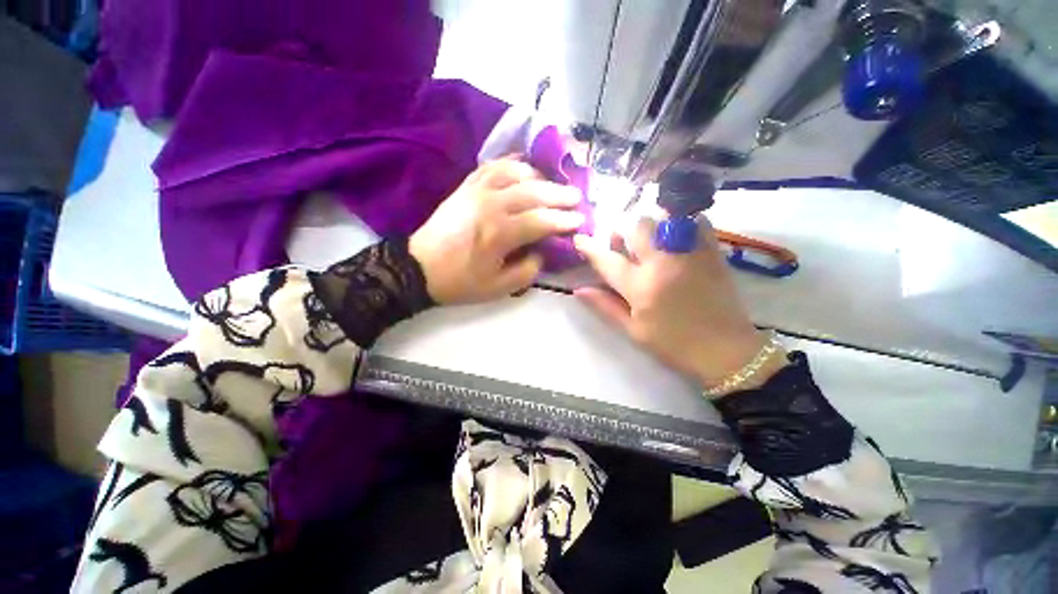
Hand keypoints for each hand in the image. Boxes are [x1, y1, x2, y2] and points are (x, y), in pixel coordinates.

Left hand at [410, 159, 584, 304]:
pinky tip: (523, 168)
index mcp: (500, 233)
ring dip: (538, 177)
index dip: (564, 220)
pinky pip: (492, 167)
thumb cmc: (460, 282)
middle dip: (559, 194)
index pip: (541, 221)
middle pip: (533, 192)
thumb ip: (528, 270)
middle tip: (576, 197)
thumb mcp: (498, 288)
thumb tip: (542, 251)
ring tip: (551, 184)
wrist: (419, 268)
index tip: (580, 221)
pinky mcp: (465, 187)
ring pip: (515, 173)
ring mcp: (476, 191)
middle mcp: (491, 205)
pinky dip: (511, 164)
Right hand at [574, 217, 780, 392]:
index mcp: (640, 287)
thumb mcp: (633, 331)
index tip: (580, 239)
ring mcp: (689, 253)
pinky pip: (694, 221)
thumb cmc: (673, 344)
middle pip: (636, 227)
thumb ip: (605, 306)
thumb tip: (579, 289)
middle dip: (622, 231)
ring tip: (648, 240)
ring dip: (649, 225)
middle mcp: (662, 263)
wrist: (726, 351)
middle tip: (621, 244)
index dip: (589, 248)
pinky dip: (679, 222)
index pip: (607, 260)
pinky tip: (674, 236)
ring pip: (663, 218)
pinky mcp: (711, 251)